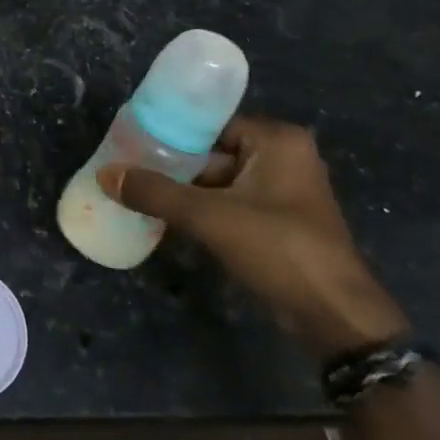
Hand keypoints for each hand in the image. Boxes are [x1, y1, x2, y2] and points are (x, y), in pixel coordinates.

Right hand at [98, 116, 407, 359]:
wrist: (334, 316)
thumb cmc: (278, 248)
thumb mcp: (209, 216)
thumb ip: (156, 192)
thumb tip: (105, 174)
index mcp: (278, 140)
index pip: (213, 123)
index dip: (172, 132)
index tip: (134, 139)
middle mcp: (285, 157)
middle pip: (215, 152)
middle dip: (175, 164)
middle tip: (131, 168)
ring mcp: (284, 192)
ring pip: (221, 181)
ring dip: (186, 190)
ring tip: (139, 192)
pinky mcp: (280, 222)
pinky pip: (232, 204)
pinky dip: (204, 210)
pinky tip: (167, 218)